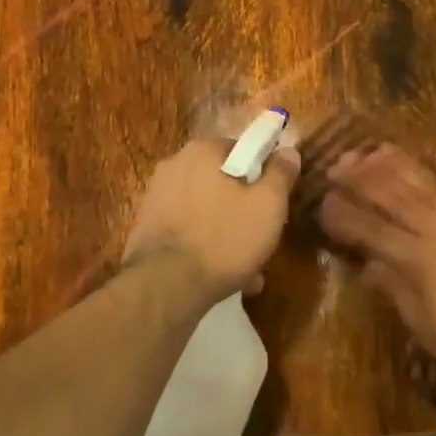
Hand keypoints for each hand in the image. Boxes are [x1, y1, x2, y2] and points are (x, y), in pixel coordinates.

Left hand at [123, 134, 299, 302]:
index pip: (243, 151)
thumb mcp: (268, 204)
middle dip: (245, 210)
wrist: (165, 285)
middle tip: (262, 239)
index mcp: (203, 150)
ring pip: (207, 210)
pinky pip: (188, 229)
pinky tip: (220, 274)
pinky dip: (205, 245)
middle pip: (224, 182)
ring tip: (247, 270)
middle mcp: (175, 164)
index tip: (274, 205)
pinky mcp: (148, 226)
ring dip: (227, 232)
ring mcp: (157, 196)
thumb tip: (288, 150)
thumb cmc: (224, 238)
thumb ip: (281, 173)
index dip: (264, 177)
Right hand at [320, 145, 435, 388]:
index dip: (343, 214)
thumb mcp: (430, 331)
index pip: (369, 230)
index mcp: (415, 262)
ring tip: (374, 149)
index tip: (324, 201)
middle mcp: (435, 231)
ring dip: (396, 164)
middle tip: (337, 162)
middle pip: (391, 197)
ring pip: (424, 183)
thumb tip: (369, 266)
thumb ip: (398, 293)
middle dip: (360, 178)